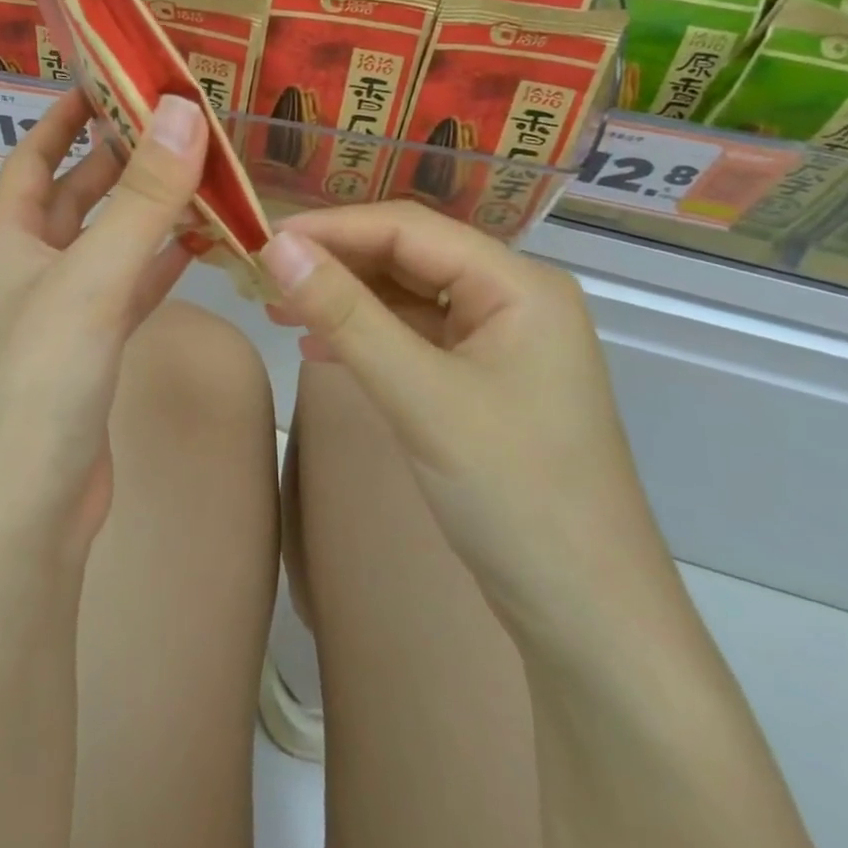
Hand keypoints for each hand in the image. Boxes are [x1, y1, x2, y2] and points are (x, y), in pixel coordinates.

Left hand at [0, 89, 207, 561]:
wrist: (28, 510)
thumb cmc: (41, 381)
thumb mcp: (92, 278)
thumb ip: (142, 198)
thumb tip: (184, 111)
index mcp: (8, 239)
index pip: (33, 157)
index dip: (64, 116)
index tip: (109, 80)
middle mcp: (31, 267)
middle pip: (79, 195)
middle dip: (123, 158)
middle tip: (182, 122)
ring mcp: (64, 310)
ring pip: (112, 242)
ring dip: (151, 210)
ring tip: (206, 172)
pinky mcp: (95, 349)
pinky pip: (131, 287)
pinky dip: (162, 262)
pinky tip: (201, 241)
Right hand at [261, 203, 679, 655]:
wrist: (587, 619)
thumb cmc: (514, 494)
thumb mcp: (420, 396)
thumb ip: (346, 314)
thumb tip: (277, 246)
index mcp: (517, 284)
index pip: (407, 229)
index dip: (330, 228)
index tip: (260, 241)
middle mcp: (512, 299)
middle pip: (406, 257)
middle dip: (333, 264)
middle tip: (260, 278)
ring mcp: (498, 342)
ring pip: (404, 297)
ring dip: (342, 300)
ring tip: (276, 310)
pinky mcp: (481, 381)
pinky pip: (411, 338)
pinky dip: (363, 338)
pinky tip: (318, 350)